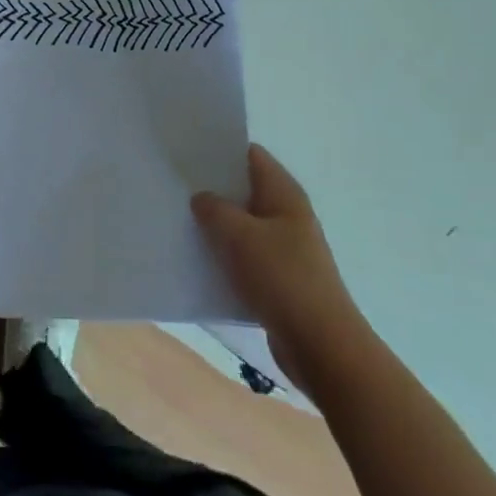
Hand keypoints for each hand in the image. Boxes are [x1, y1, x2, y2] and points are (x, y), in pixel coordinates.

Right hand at [192, 144, 367, 391]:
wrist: (321, 345)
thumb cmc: (282, 278)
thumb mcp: (239, 235)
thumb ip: (214, 209)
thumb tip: (201, 197)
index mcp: (284, 194)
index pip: (251, 155)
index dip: (220, 150)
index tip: (186, 152)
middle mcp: (287, 215)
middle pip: (245, 190)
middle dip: (213, 188)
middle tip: (174, 186)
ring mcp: (286, 248)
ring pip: (243, 225)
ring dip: (216, 225)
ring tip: (179, 221)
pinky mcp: (279, 279)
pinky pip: (246, 257)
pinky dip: (225, 256)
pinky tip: (198, 260)